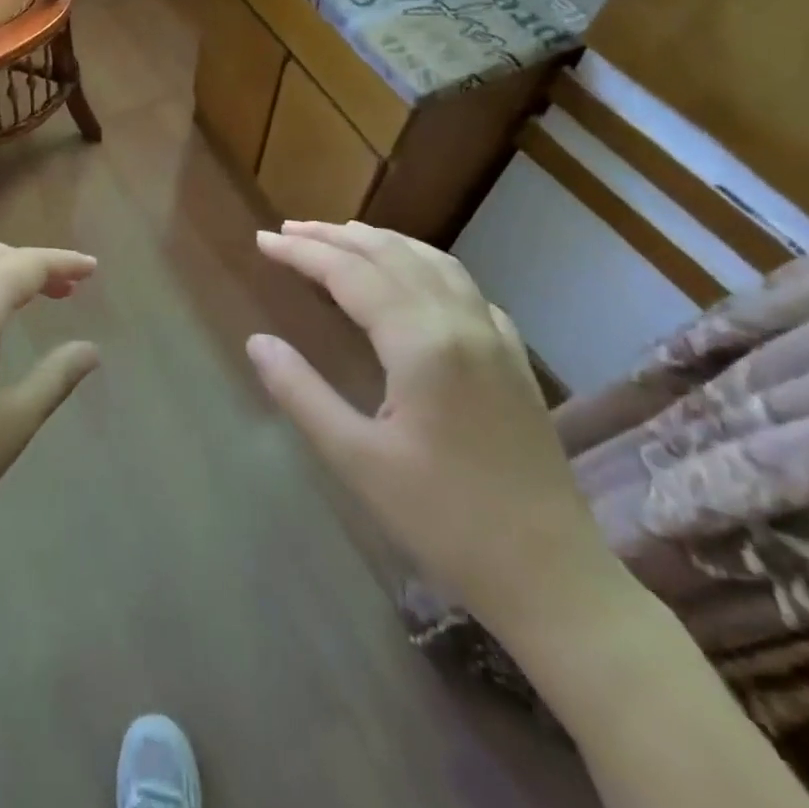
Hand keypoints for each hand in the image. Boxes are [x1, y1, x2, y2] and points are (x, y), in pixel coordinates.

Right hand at [247, 220, 612, 636]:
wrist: (551, 577)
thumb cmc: (443, 520)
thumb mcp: (355, 459)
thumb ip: (300, 392)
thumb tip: (257, 341)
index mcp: (422, 343)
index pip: (350, 273)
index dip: (302, 252)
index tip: (262, 240)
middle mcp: (462, 323)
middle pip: (391, 255)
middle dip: (335, 236)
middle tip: (289, 229)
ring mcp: (496, 338)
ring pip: (434, 262)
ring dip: (382, 242)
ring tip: (341, 236)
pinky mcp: (513, 359)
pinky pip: (465, 288)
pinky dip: (424, 265)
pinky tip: (412, 278)